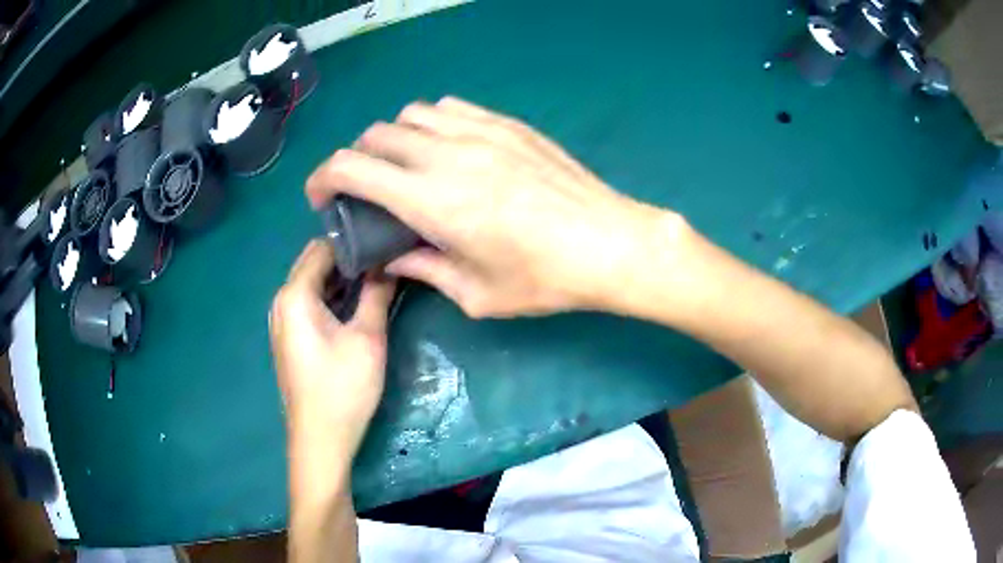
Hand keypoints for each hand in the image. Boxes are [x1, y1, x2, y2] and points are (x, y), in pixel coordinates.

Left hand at [270, 240, 395, 459]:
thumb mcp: (368, 338)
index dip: (355, 243)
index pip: (323, 247)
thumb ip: (377, 293)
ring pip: (312, 283)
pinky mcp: (288, 338)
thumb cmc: (343, 388)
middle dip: (348, 259)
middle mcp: (281, 301)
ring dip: (340, 279)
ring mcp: (282, 320)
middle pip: (314, 262)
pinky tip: (355, 306)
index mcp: (295, 294)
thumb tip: (389, 263)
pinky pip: (308, 303)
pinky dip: (330, 297)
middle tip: (384, 262)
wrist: (320, 439)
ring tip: (376, 280)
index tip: (384, 244)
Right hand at [306, 97, 682, 317]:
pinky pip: (452, 108)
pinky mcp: (508, 125)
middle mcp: (448, 154)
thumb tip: (393, 260)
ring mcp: (481, 132)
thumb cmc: (544, 278)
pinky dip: (433, 123)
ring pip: (413, 115)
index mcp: (431, 199)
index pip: (353, 168)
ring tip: (407, 166)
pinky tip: (446, 148)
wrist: (609, 243)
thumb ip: (425, 270)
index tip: (320, 196)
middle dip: (357, 160)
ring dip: (395, 138)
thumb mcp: (476, 294)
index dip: (323, 178)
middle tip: (367, 189)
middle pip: (377, 135)